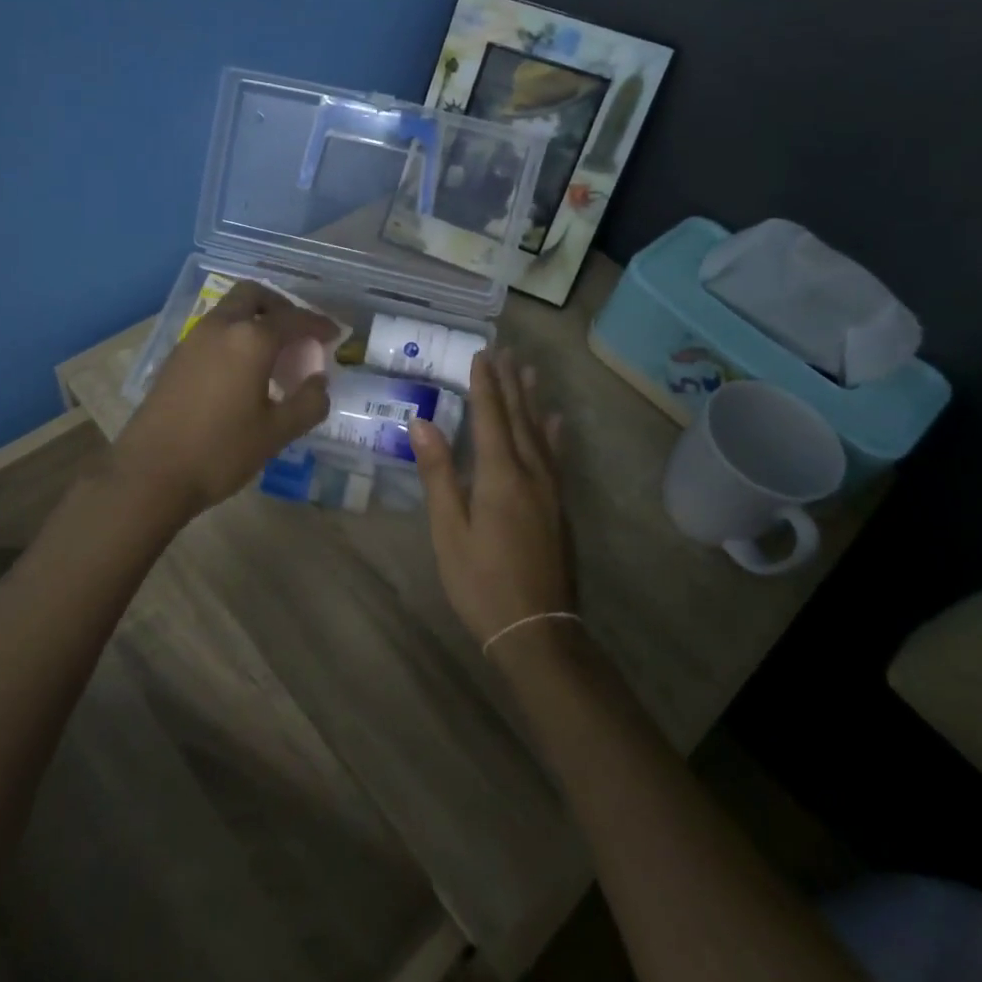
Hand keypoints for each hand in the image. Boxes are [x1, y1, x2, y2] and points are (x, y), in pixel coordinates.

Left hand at [112, 280, 336, 523]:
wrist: (150, 474)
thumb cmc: (220, 452)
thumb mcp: (277, 433)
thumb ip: (308, 402)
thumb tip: (319, 381)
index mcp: (250, 340)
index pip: (293, 319)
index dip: (318, 324)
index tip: (334, 333)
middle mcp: (220, 327)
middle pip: (253, 295)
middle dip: (280, 307)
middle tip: (298, 333)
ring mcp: (192, 340)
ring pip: (229, 311)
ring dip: (254, 320)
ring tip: (273, 355)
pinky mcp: (175, 358)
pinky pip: (213, 332)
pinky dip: (234, 337)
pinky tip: (242, 372)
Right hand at [409, 348, 571, 649]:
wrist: (537, 630)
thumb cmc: (481, 582)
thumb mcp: (449, 530)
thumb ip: (439, 474)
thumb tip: (421, 423)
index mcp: (500, 476)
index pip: (490, 417)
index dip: (484, 385)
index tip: (481, 354)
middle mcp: (531, 474)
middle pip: (519, 419)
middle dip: (510, 384)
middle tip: (506, 352)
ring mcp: (550, 491)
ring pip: (541, 434)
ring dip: (533, 401)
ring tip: (531, 372)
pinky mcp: (559, 508)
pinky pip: (555, 457)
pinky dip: (553, 434)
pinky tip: (556, 423)